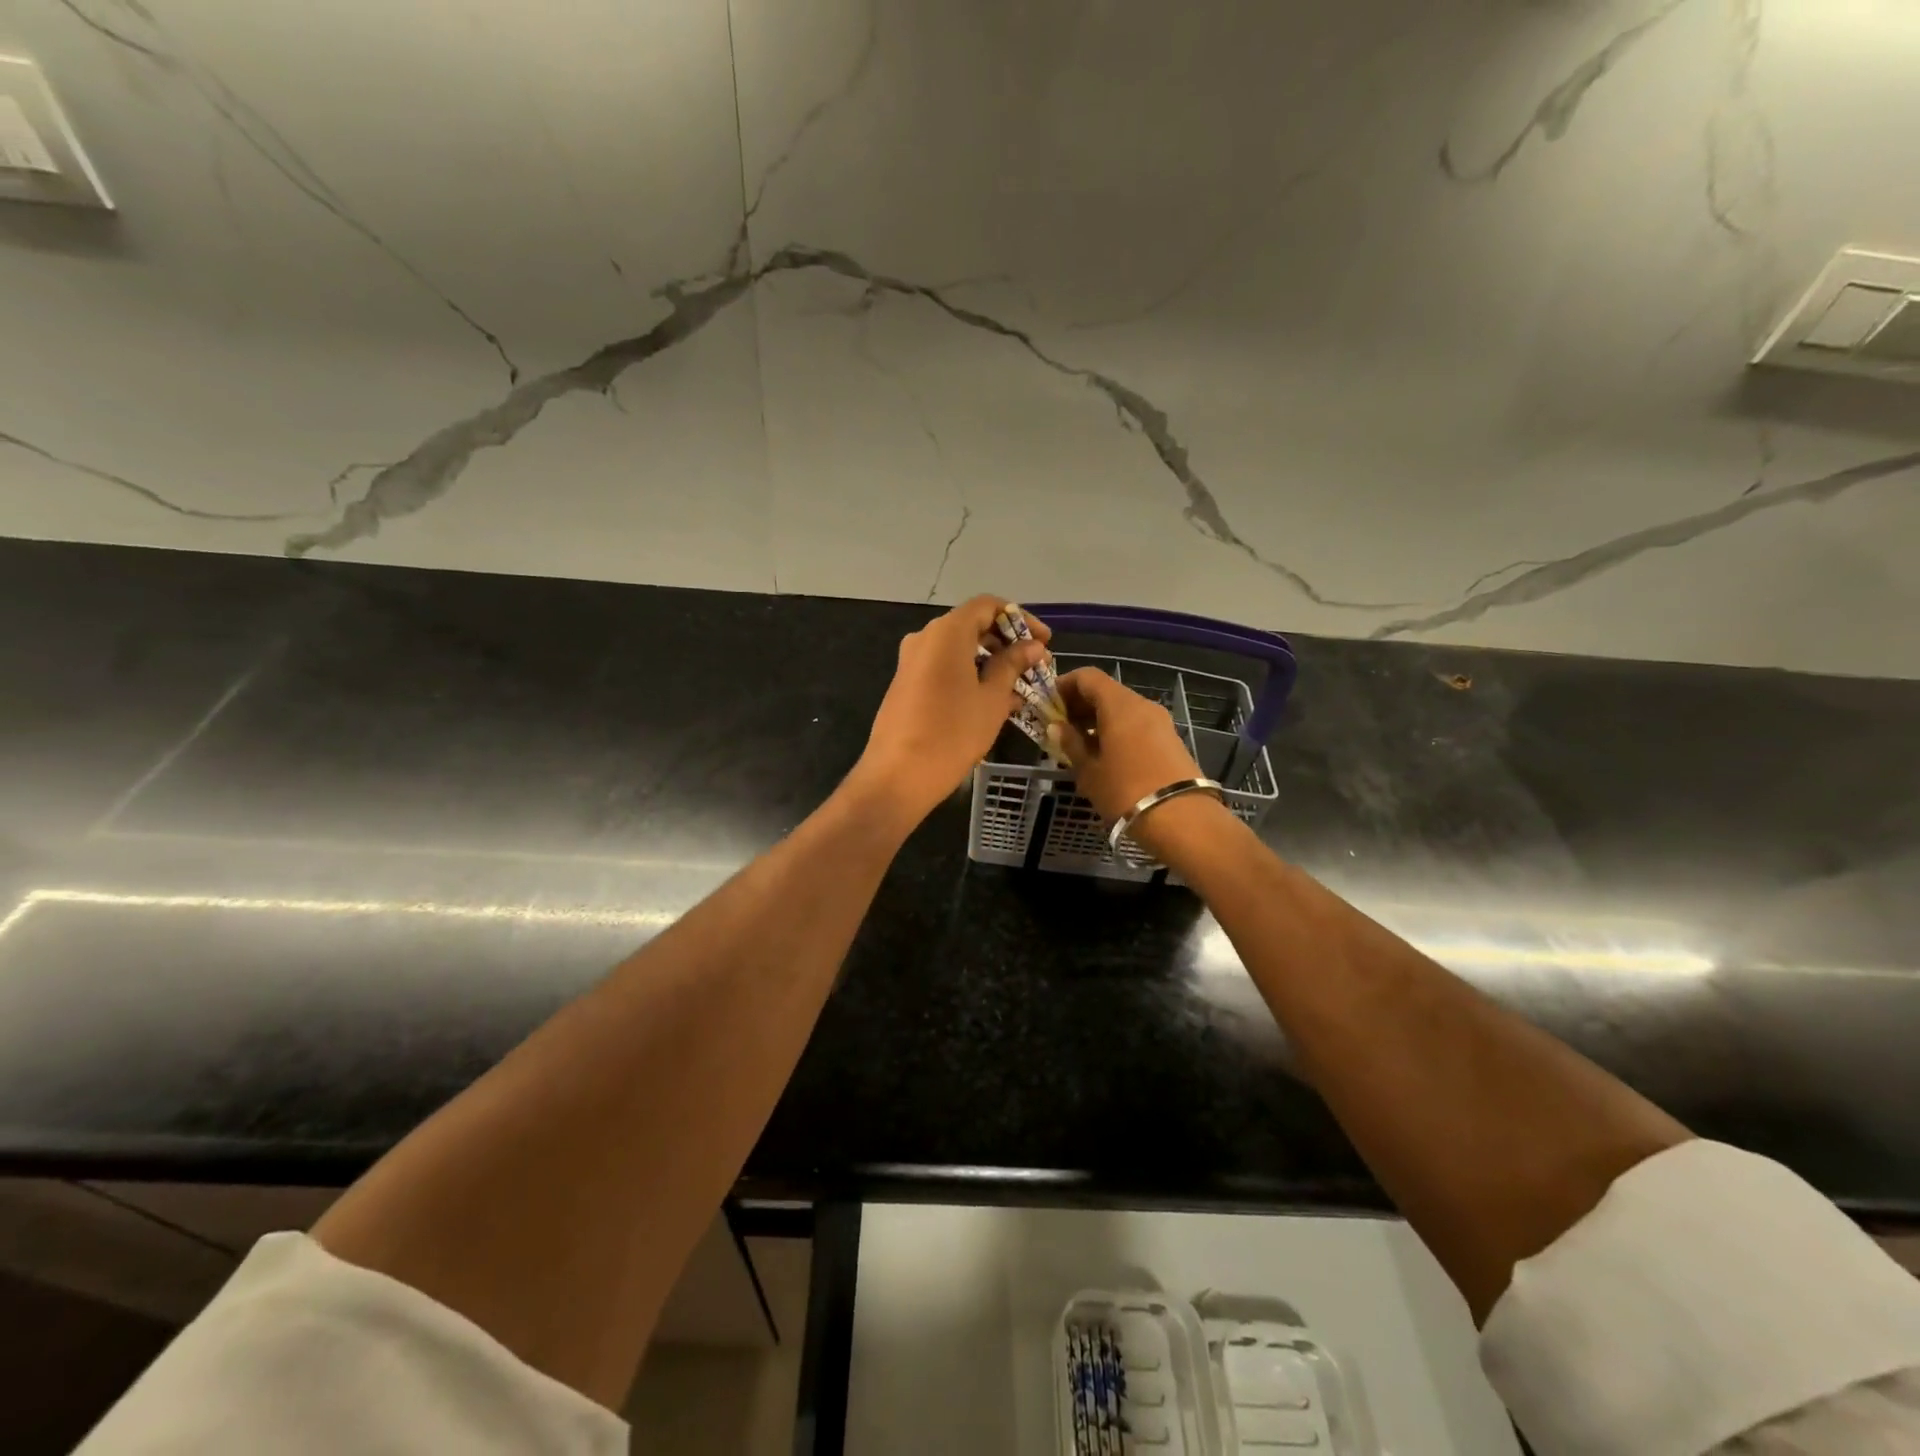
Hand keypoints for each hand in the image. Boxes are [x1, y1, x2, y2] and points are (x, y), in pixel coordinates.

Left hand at [850, 595, 1049, 823]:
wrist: (899, 775)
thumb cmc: (953, 733)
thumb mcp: (992, 698)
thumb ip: (1012, 665)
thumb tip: (1033, 646)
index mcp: (947, 632)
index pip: (988, 606)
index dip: (1020, 619)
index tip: (1043, 641)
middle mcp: (925, 638)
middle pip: (972, 626)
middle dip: (1007, 642)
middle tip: (1035, 666)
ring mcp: (911, 661)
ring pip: (959, 650)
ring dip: (990, 662)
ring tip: (1020, 687)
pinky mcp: (906, 684)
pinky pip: (944, 668)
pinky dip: (970, 675)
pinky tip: (993, 700)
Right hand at [1049, 666, 1205, 824]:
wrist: (1182, 820)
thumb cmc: (1126, 791)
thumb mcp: (1089, 771)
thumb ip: (1071, 744)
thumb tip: (1057, 727)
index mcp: (1119, 705)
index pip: (1088, 677)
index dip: (1064, 685)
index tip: (1048, 705)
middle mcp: (1142, 705)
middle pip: (1106, 691)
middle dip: (1080, 705)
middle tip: (1060, 729)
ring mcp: (1160, 722)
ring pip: (1122, 709)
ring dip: (1098, 720)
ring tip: (1080, 746)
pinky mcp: (1170, 740)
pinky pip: (1136, 725)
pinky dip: (1116, 731)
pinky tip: (1105, 756)